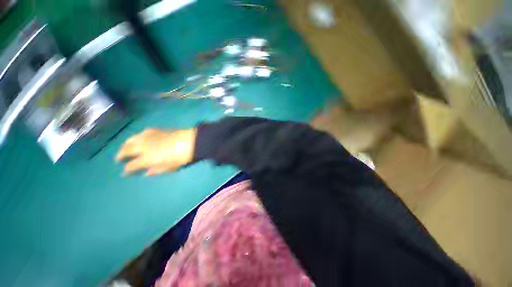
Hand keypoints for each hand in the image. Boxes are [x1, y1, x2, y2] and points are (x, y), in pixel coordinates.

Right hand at [116, 128, 196, 175]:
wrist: (190, 141)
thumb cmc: (181, 157)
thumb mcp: (170, 167)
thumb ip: (157, 170)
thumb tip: (146, 173)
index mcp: (146, 158)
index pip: (131, 165)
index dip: (127, 169)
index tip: (124, 172)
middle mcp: (143, 147)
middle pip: (126, 150)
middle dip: (120, 155)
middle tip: (118, 159)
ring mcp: (148, 137)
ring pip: (131, 139)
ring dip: (125, 144)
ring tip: (124, 147)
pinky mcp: (155, 130)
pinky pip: (142, 132)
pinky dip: (138, 136)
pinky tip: (140, 137)